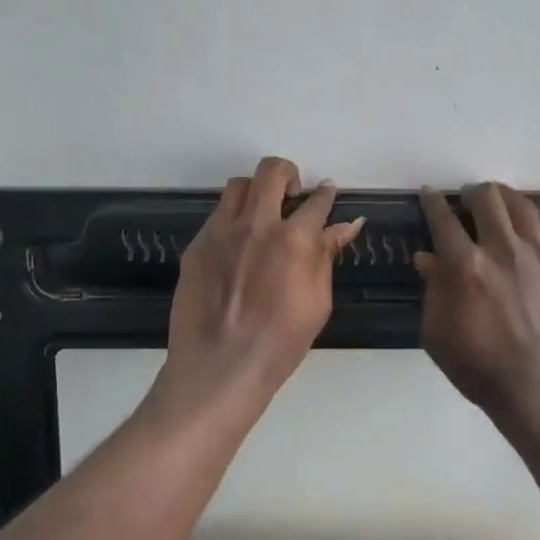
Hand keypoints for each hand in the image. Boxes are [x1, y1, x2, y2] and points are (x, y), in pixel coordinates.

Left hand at [160, 157, 364, 412]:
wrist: (220, 367)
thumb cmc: (280, 343)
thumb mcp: (318, 302)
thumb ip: (326, 256)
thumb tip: (343, 226)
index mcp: (293, 239)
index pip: (316, 201)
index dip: (326, 194)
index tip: (328, 193)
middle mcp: (256, 224)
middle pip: (271, 172)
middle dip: (288, 174)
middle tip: (293, 196)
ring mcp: (221, 232)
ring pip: (238, 186)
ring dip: (257, 191)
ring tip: (263, 214)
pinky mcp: (196, 246)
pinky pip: (217, 215)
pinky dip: (233, 219)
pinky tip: (238, 246)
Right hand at [414, 183, 539, 413]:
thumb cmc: (480, 366)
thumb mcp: (438, 333)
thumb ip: (433, 290)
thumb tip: (427, 257)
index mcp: (465, 265)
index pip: (443, 219)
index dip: (432, 202)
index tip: (429, 194)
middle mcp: (502, 249)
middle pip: (487, 199)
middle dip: (472, 193)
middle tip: (466, 200)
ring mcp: (537, 255)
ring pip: (522, 205)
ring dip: (505, 198)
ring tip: (498, 203)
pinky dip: (538, 216)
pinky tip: (532, 221)